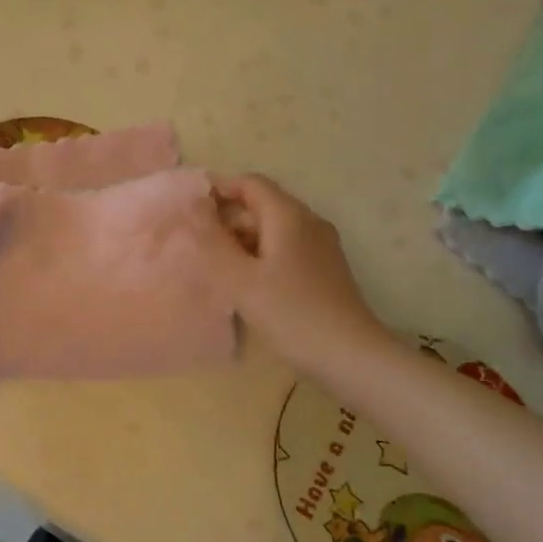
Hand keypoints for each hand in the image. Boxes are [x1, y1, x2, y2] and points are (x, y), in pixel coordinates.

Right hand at [206, 174, 395, 378]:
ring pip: (273, 229)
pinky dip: (261, 257)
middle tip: (198, 248)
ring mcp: (320, 246)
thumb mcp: (241, 279)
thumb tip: (192, 206)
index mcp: (289, 216)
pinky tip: (246, 285)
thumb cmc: (292, 314)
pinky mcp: (324, 269)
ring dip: (242, 241)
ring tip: (216, 269)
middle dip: (227, 220)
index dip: (218, 190)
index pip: (249, 183)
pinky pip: (285, 249)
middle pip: (261, 205)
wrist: (352, 358)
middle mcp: (308, 222)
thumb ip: (212, 240)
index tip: (190, 213)